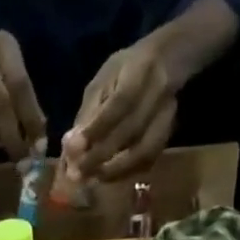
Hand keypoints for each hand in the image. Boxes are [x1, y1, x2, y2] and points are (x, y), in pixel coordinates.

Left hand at [60, 41, 176, 182]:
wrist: (166, 61)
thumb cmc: (126, 71)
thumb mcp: (102, 81)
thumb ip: (88, 112)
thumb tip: (70, 146)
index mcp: (139, 71)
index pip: (119, 104)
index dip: (96, 129)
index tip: (73, 149)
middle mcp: (159, 92)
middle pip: (131, 131)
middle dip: (101, 156)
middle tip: (77, 174)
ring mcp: (168, 115)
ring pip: (144, 151)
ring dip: (115, 170)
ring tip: (91, 178)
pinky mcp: (169, 134)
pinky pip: (149, 160)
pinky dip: (127, 172)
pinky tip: (108, 176)